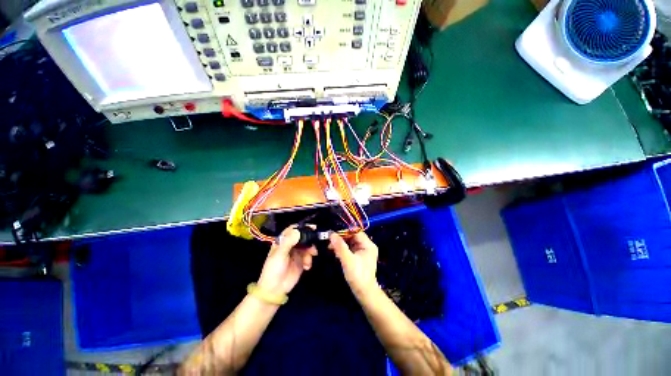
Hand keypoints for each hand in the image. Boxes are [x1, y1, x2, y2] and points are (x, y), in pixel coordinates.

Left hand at [257, 226, 317, 296]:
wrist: (275, 289)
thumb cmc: (274, 269)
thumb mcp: (280, 254)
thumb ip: (289, 242)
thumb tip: (299, 231)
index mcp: (283, 241)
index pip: (293, 229)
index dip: (302, 227)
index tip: (312, 227)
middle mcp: (291, 245)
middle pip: (303, 237)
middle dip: (309, 239)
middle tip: (316, 242)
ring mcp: (297, 253)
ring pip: (307, 246)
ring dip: (311, 250)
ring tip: (313, 255)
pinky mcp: (302, 261)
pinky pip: (309, 256)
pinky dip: (310, 259)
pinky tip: (307, 266)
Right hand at [329, 232, 378, 297]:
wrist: (363, 293)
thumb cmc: (358, 276)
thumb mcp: (348, 260)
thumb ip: (340, 247)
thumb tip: (331, 234)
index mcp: (368, 245)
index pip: (356, 232)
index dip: (344, 231)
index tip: (333, 233)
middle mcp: (366, 246)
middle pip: (352, 236)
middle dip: (341, 238)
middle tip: (329, 240)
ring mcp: (362, 251)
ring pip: (350, 242)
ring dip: (340, 243)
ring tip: (330, 246)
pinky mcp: (358, 256)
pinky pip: (349, 248)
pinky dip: (342, 249)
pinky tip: (334, 251)